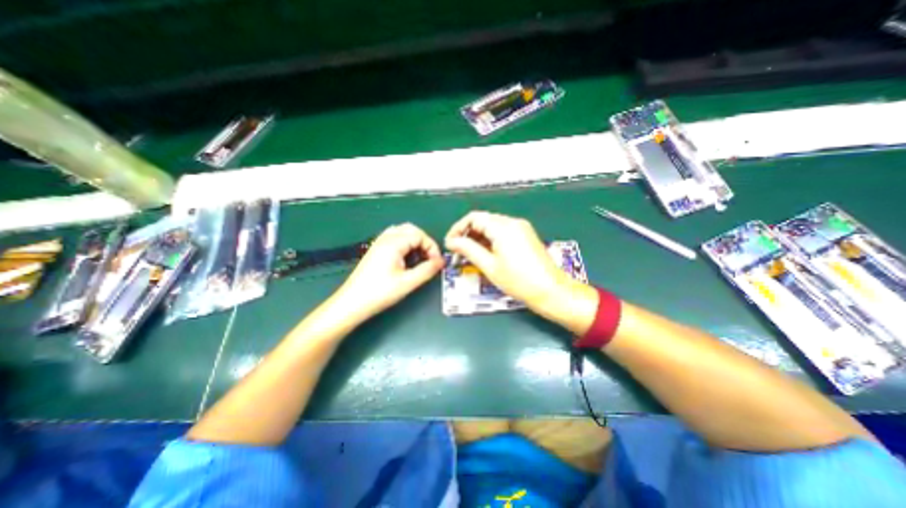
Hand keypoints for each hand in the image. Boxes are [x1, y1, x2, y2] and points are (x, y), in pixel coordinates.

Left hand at [334, 221, 444, 318]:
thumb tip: (441, 262)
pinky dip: (405, 244)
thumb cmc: (380, 293)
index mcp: (394, 243)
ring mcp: (379, 243)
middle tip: (429, 258)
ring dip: (414, 242)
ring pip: (402, 232)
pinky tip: (406, 258)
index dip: (432, 247)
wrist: (351, 303)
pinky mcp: (375, 250)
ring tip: (419, 258)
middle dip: (424, 242)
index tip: (436, 263)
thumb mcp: (408, 282)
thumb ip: (427, 270)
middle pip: (411, 229)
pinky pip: (394, 238)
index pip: (420, 235)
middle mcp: (386, 238)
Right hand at [445, 210, 598, 332]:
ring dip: (478, 238)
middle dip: (468, 234)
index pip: (473, 218)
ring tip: (470, 255)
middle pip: (483, 221)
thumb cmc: (518, 281)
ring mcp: (521, 228)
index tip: (450, 244)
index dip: (458, 229)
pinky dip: (490, 240)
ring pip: (492, 227)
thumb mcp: (489, 266)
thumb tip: (451, 241)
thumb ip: (468, 249)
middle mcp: (512, 222)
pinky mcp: (525, 235)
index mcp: (503, 227)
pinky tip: (486, 254)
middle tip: (459, 252)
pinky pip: (502, 232)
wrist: (550, 290)